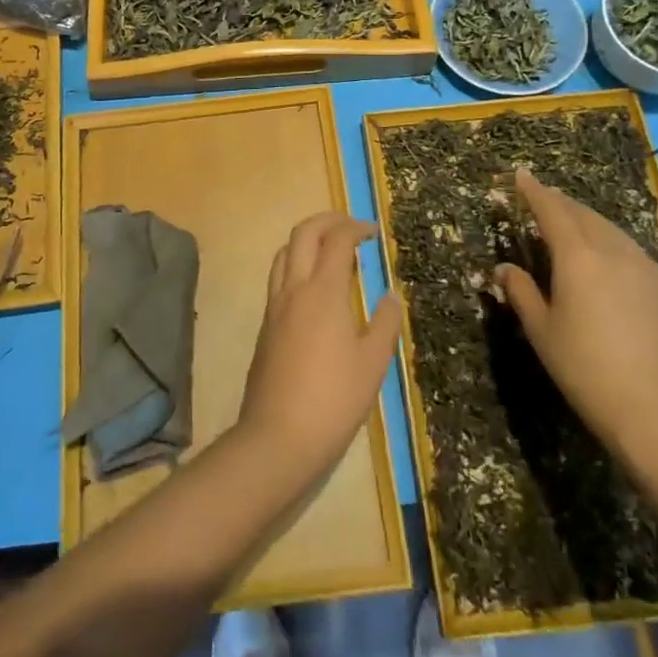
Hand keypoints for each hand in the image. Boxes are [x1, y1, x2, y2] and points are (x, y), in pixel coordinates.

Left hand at [239, 212, 402, 481]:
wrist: (278, 436)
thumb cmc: (334, 400)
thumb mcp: (372, 364)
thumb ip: (384, 324)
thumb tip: (391, 295)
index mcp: (323, 292)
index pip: (337, 241)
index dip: (356, 228)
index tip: (374, 232)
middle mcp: (294, 289)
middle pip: (303, 233)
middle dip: (328, 220)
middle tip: (352, 227)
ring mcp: (274, 306)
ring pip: (285, 252)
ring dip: (307, 239)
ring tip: (331, 251)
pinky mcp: (266, 325)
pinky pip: (279, 277)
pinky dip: (297, 263)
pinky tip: (314, 287)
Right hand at [495, 168, 657, 455]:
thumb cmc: (586, 370)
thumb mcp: (542, 332)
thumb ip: (522, 293)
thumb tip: (505, 268)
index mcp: (578, 257)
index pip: (552, 210)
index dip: (534, 191)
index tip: (521, 175)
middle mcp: (616, 252)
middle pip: (586, 216)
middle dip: (563, 205)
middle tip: (545, 201)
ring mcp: (650, 271)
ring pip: (615, 234)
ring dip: (591, 226)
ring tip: (577, 231)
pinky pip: (637, 259)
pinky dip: (617, 252)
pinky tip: (614, 272)